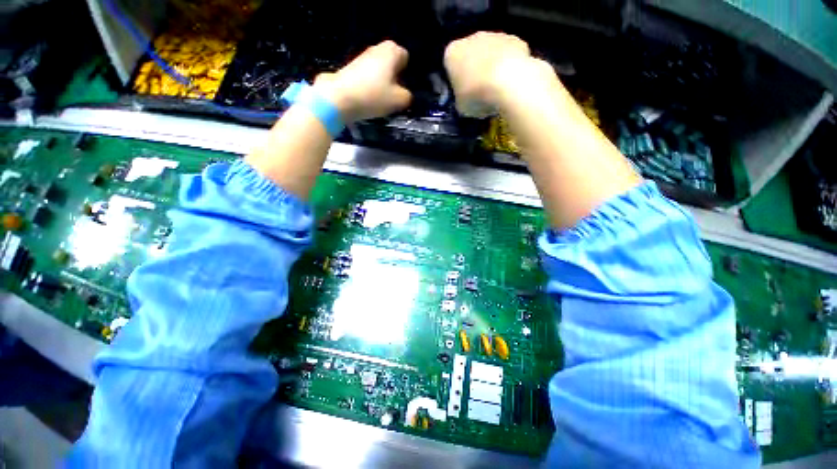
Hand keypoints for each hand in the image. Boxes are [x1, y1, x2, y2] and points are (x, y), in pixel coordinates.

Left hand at [313, 41, 412, 123]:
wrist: (340, 97)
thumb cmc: (374, 96)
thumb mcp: (399, 100)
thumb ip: (407, 96)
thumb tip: (405, 94)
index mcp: (392, 51)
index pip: (406, 58)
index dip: (406, 73)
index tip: (403, 88)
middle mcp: (377, 48)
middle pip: (392, 62)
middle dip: (394, 76)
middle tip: (393, 94)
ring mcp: (362, 56)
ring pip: (379, 69)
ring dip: (382, 81)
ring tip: (380, 98)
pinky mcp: (351, 67)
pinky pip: (368, 75)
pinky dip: (370, 84)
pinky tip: (368, 97)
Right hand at [444, 32, 542, 116]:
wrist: (508, 83)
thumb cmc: (476, 95)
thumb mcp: (460, 106)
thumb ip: (460, 98)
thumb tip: (466, 100)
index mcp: (452, 53)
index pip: (450, 65)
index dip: (456, 80)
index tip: (462, 93)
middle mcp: (471, 38)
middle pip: (471, 54)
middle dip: (474, 69)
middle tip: (479, 91)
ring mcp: (495, 35)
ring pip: (490, 52)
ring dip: (492, 66)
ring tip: (497, 89)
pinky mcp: (515, 39)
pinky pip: (509, 54)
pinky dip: (509, 65)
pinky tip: (511, 82)